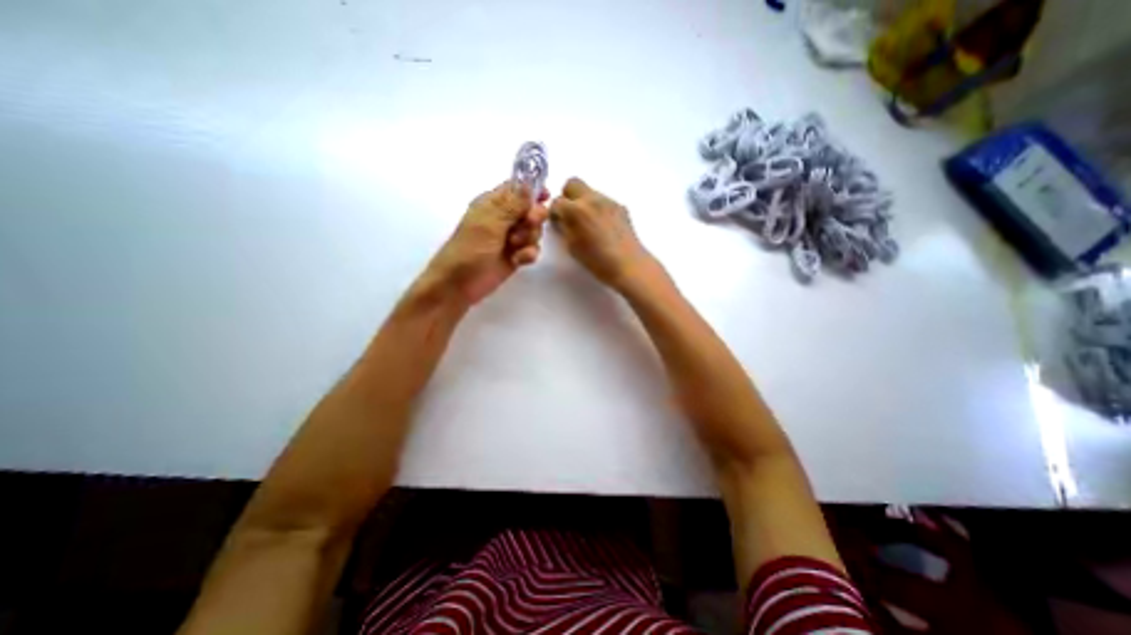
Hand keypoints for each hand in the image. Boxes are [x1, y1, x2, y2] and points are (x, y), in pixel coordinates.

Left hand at [422, 182, 549, 304]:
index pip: (517, 189)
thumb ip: (511, 204)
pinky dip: (528, 254)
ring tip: (515, 246)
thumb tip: (528, 182)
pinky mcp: (516, 256)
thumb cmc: (470, 250)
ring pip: (534, 231)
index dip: (532, 189)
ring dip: (529, 238)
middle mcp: (504, 219)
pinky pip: (532, 249)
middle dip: (534, 217)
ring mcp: (510, 239)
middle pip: (531, 210)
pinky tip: (519, 260)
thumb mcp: (489, 223)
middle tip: (528, 224)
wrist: (460, 285)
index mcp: (493, 204)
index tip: (546, 195)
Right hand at [551, 177, 653, 289]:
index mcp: (576, 210)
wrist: (628, 264)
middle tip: (569, 214)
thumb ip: (564, 228)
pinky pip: (603, 201)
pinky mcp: (620, 206)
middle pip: (572, 183)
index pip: (557, 202)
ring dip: (583, 202)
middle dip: (567, 196)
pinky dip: (598, 208)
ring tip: (588, 223)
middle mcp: (592, 199)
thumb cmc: (597, 261)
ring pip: (589, 192)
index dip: (554, 212)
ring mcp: (608, 201)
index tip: (557, 222)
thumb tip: (562, 220)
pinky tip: (602, 227)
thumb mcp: (572, 247)